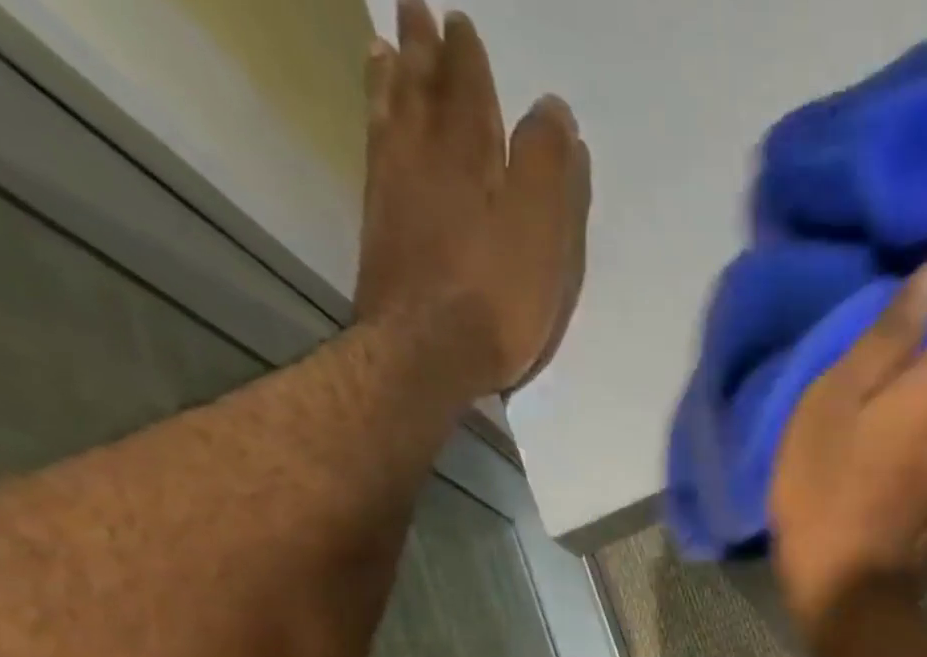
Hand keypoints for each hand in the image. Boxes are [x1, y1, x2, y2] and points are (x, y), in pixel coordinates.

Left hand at [355, 1, 590, 396]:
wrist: (427, 352)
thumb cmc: (496, 297)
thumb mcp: (541, 235)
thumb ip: (549, 170)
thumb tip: (552, 108)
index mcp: (469, 158)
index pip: (468, 93)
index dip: (467, 58)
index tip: (460, 21)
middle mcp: (423, 161)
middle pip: (420, 93)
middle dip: (421, 51)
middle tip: (414, 9)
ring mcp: (393, 194)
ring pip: (389, 118)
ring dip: (389, 80)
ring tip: (382, 50)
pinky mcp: (379, 231)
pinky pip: (374, 155)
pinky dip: (376, 127)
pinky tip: (377, 126)